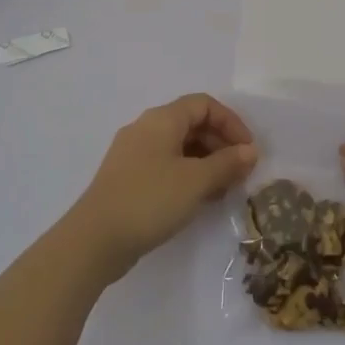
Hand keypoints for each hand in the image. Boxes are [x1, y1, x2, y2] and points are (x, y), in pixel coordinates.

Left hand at [69, 95, 257, 283]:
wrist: (95, 240)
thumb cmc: (150, 200)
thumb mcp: (196, 181)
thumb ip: (227, 163)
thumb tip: (250, 151)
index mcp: (161, 120)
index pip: (204, 105)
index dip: (231, 122)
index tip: (248, 150)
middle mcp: (145, 129)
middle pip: (191, 124)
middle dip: (220, 144)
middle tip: (239, 172)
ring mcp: (133, 154)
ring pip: (179, 147)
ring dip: (206, 162)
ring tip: (223, 189)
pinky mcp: (127, 178)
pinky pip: (165, 165)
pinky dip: (187, 175)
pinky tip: (199, 199)